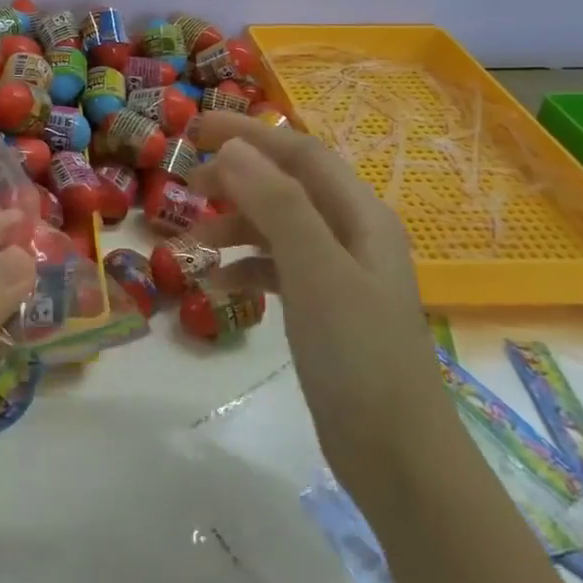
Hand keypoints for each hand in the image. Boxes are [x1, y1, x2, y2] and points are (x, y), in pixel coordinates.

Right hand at [189, 112, 454, 507]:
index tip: (194, 129)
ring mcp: (338, 274)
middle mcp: (351, 235)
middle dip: (237, 180)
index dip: (249, 134)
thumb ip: (277, 205)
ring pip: (277, 229)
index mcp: (360, 216)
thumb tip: (233, 151)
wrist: (396, 453)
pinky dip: (244, 268)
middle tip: (186, 187)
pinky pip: (276, 270)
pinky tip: (216, 286)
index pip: (300, 153)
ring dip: (234, 228)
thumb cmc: (357, 354)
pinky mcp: (324, 310)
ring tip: (191, 245)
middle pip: (287, 186)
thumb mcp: (315, 271)